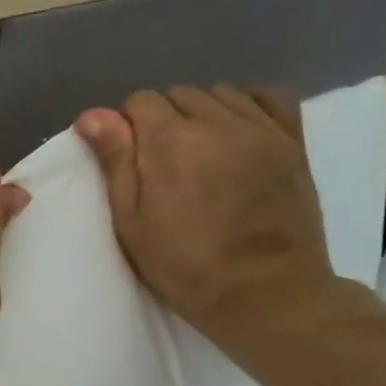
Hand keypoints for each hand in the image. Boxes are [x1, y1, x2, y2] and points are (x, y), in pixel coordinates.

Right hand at [74, 85, 357, 363]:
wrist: (263, 291)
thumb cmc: (184, 265)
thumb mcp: (131, 222)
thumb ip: (115, 162)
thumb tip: (92, 114)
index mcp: (170, 141)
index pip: (140, 101)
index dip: (126, 127)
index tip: (129, 160)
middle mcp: (217, 121)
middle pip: (179, 94)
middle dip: (163, 118)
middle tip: (161, 163)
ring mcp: (261, 128)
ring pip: (221, 93)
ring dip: (202, 112)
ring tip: (199, 150)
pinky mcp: (293, 141)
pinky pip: (270, 96)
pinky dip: (248, 103)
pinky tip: (238, 130)